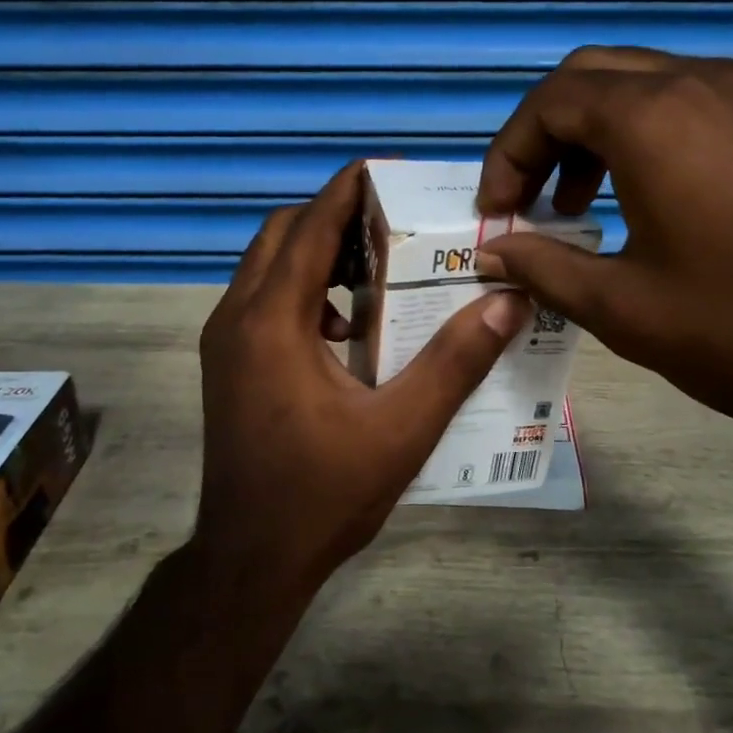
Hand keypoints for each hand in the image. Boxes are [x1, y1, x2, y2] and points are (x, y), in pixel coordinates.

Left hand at [194, 162, 532, 604]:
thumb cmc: (324, 494)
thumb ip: (456, 361)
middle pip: (282, 235)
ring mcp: (224, 343)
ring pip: (267, 266)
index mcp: (272, 322)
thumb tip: (508, 301)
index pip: (310, 227)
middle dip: (333, 218)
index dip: (347, 191)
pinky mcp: (227, 366)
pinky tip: (346, 329)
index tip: (387, 171)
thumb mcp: (402, 430)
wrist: (250, 561)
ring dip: (316, 254)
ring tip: (376, 269)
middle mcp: (237, 318)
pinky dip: (302, 290)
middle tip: (393, 225)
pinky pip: (263, 300)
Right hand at [474, 47, 732, 470]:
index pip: (550, 102)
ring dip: (593, 133)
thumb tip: (492, 252)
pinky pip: (687, 104)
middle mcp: (701, 83)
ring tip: (578, 206)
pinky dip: (643, 136)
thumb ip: (545, 268)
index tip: (496, 214)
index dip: (507, 154)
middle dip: (543, 134)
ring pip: (642, 84)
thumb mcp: (625, 308)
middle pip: (591, 77)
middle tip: (528, 201)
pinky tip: (643, 200)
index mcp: (654, 117)